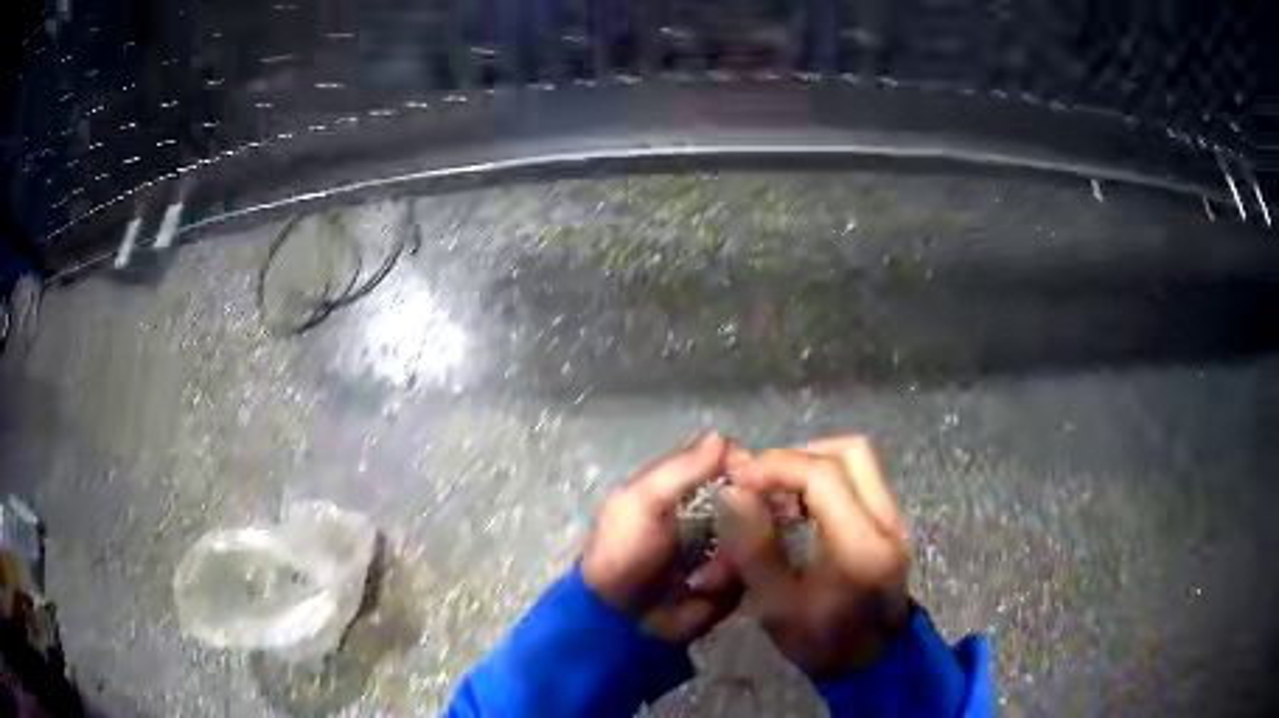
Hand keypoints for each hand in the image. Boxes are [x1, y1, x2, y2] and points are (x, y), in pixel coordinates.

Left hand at [582, 434, 742, 644]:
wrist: (621, 620)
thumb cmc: (624, 553)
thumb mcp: (642, 503)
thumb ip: (681, 471)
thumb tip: (724, 437)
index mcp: (682, 491)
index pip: (725, 466)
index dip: (744, 466)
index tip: (759, 471)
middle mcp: (710, 515)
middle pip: (750, 497)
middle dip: (754, 506)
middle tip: (751, 520)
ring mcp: (725, 549)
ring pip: (757, 532)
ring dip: (738, 548)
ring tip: (709, 568)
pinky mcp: (735, 582)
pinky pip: (754, 567)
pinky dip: (738, 574)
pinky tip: (712, 582)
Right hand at [720, 436, 910, 679]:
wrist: (874, 665)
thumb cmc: (822, 643)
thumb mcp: (777, 606)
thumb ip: (755, 547)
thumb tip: (733, 491)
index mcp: (860, 543)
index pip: (823, 474)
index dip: (776, 465)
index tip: (738, 477)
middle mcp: (887, 520)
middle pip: (850, 451)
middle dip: (798, 456)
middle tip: (760, 480)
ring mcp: (894, 520)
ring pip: (858, 462)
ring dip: (812, 465)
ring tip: (775, 493)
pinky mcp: (891, 525)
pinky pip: (861, 481)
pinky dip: (826, 481)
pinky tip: (799, 508)